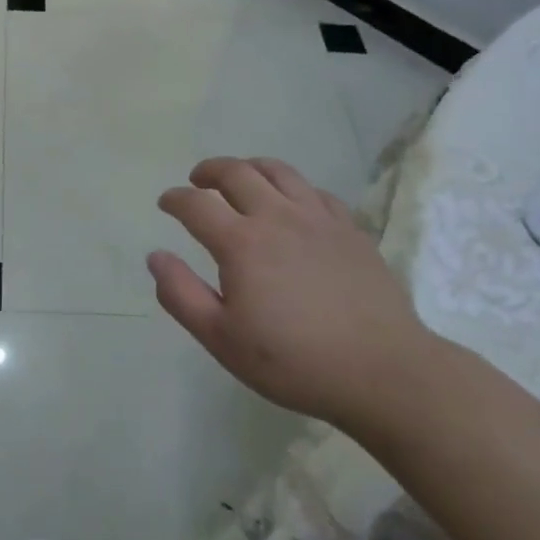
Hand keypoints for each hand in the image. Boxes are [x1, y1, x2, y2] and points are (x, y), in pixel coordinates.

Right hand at [149, 156, 434, 432]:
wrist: (383, 372)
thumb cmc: (294, 361)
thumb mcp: (222, 339)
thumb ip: (181, 295)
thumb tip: (156, 256)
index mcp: (241, 243)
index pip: (196, 205)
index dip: (175, 199)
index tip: (166, 202)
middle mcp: (277, 217)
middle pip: (236, 173)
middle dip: (209, 171)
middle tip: (197, 181)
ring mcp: (318, 218)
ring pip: (278, 171)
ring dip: (250, 167)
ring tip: (240, 178)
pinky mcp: (350, 228)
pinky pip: (315, 191)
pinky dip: (292, 187)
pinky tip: (291, 203)